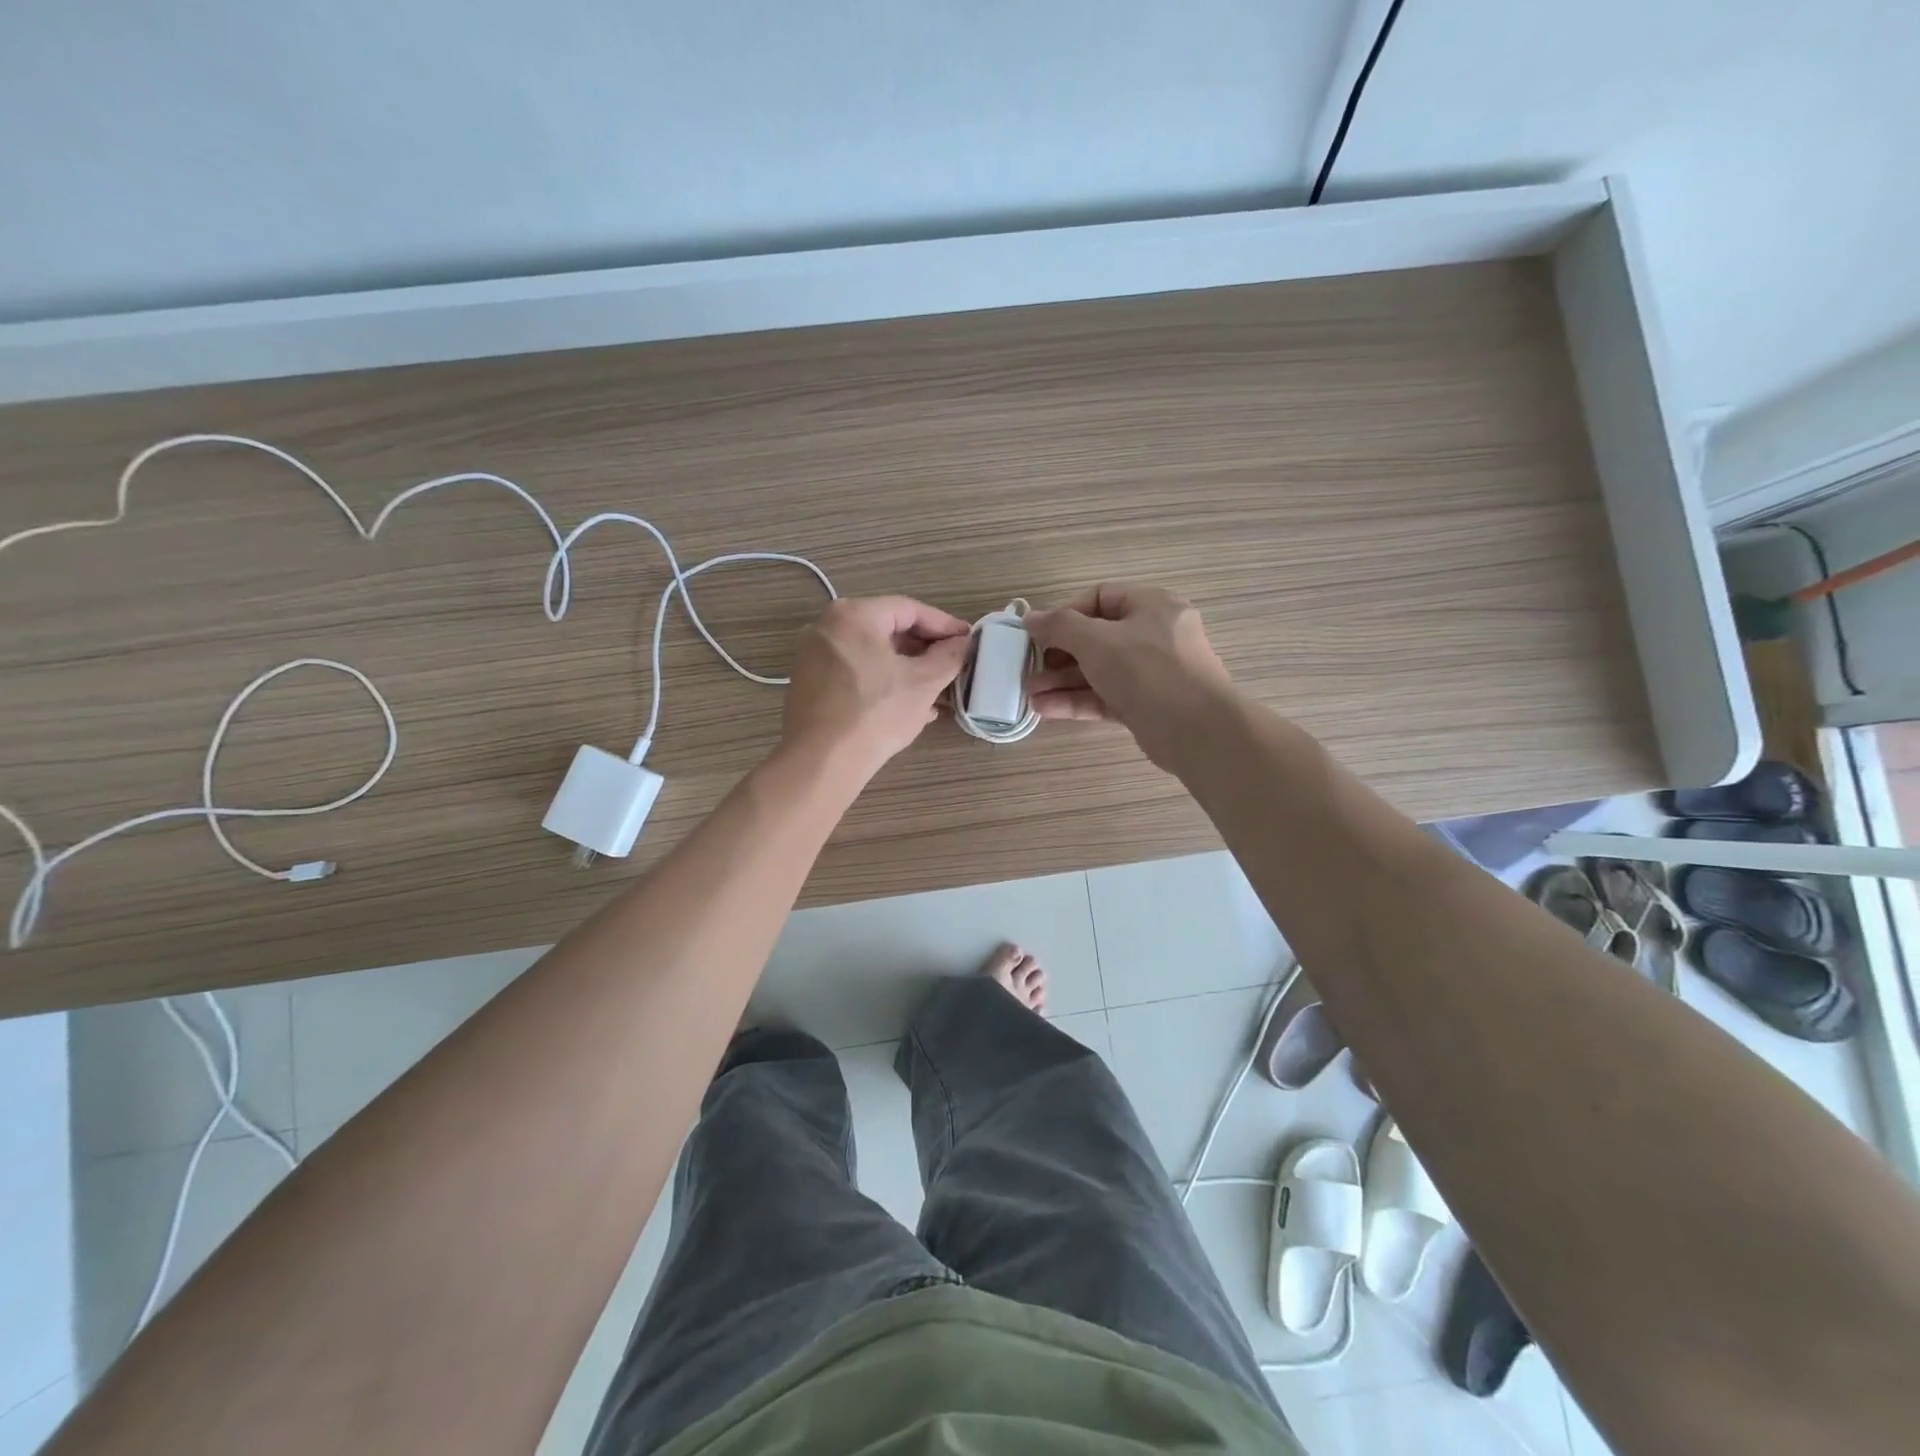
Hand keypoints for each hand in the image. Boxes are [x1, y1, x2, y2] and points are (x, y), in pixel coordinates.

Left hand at [782, 596, 971, 774]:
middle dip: (924, 649)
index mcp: (854, 615)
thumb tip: (962, 643)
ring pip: (871, 654)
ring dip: (906, 669)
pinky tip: (906, 706)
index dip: (944, 624)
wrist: (822, 761)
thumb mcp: (923, 683)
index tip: (967, 640)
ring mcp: (813, 655)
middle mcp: (827, 626)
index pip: (909, 609)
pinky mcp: (809, 684)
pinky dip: (882, 682)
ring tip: (936, 690)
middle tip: (952, 665)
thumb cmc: (876, 713)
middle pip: (887, 629)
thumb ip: (948, 656)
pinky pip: (854, 672)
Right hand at [1025, 583, 1235, 768]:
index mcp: (1151, 605)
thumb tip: (1029, 618)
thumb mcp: (1096, 640)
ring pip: (1098, 671)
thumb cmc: (1146, 669)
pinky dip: (1077, 701)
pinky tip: (1045, 709)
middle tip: (1028, 668)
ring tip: (1029, 694)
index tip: (1038, 634)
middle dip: (1058, 655)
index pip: (1100, 597)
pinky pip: (1105, 696)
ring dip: (1062, 681)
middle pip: (1095, 638)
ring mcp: (1151, 673)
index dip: (1065, 614)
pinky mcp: (1145, 706)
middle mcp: (1153, 635)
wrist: (1196, 730)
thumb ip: (1058, 626)